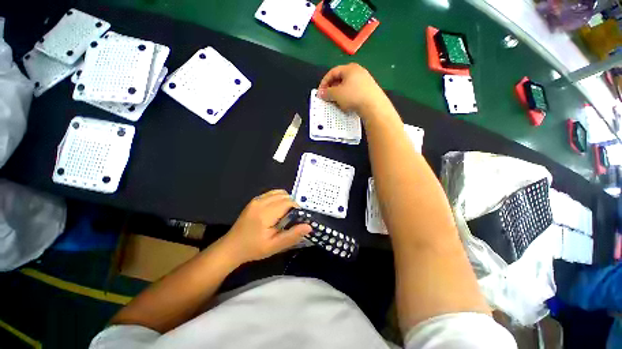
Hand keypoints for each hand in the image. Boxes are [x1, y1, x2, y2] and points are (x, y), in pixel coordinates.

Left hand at [222, 190, 311, 263]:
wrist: (231, 247)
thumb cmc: (253, 249)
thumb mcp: (274, 246)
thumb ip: (292, 235)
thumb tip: (309, 226)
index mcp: (265, 213)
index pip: (288, 202)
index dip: (297, 209)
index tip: (299, 219)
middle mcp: (261, 202)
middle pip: (285, 195)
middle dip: (292, 204)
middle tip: (293, 218)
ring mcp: (256, 199)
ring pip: (279, 192)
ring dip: (286, 200)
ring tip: (286, 214)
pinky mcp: (254, 200)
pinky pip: (272, 193)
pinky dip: (279, 198)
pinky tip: (278, 210)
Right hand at [317, 63, 393, 119]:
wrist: (373, 106)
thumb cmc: (353, 96)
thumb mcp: (336, 94)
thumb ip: (327, 93)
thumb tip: (320, 93)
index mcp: (349, 68)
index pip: (332, 72)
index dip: (324, 82)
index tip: (320, 93)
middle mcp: (358, 71)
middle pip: (340, 78)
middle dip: (332, 88)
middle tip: (327, 97)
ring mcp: (365, 80)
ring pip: (347, 85)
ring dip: (339, 93)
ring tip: (336, 102)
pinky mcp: (369, 89)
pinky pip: (354, 91)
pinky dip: (347, 96)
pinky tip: (347, 104)